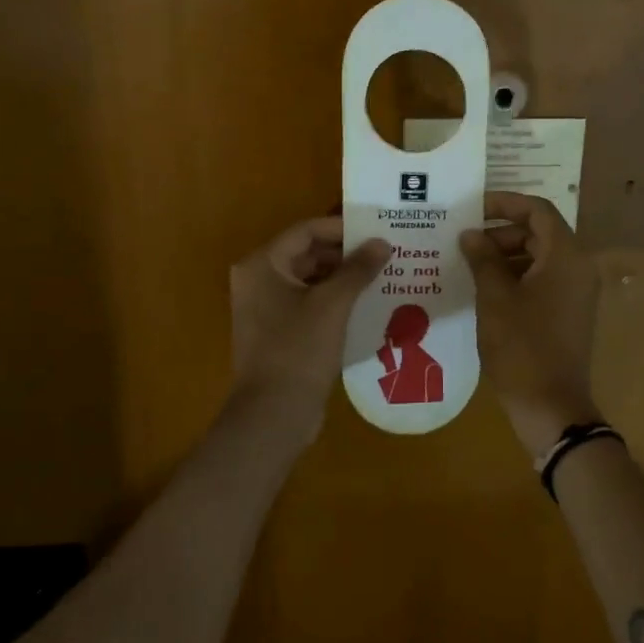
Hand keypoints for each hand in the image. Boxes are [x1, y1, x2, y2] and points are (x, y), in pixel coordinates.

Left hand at [229, 216, 389, 440]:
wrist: (274, 414)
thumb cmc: (299, 350)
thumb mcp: (333, 305)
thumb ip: (358, 269)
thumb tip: (382, 242)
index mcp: (262, 265)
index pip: (306, 231)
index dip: (342, 228)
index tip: (377, 231)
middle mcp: (258, 281)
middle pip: (307, 254)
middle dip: (346, 254)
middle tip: (385, 253)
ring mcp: (266, 309)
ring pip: (310, 280)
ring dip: (343, 278)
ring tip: (382, 276)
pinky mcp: (278, 332)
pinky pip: (309, 304)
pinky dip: (335, 300)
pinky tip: (366, 304)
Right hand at [460, 192, 603, 458]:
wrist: (551, 406)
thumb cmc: (521, 347)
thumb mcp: (495, 299)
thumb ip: (483, 259)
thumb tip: (471, 234)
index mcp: (566, 257)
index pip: (538, 211)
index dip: (506, 203)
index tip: (474, 208)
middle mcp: (578, 268)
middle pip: (540, 233)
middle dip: (502, 233)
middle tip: (466, 243)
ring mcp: (577, 293)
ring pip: (541, 258)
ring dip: (507, 256)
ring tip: (470, 265)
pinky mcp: (569, 313)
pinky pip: (544, 281)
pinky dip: (517, 277)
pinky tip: (486, 290)